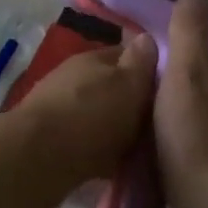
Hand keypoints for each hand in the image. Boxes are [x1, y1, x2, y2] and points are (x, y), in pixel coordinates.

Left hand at [0, 35, 157, 195]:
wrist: (36, 160)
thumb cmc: (91, 117)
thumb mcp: (128, 84)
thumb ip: (140, 63)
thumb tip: (146, 38)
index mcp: (93, 58)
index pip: (128, 55)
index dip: (150, 70)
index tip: (172, 90)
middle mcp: (74, 78)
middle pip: (112, 87)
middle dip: (132, 104)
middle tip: (159, 127)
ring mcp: (58, 109)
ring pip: (97, 116)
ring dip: (114, 131)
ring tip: (139, 152)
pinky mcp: (48, 141)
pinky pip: (84, 143)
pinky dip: (98, 153)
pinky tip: (113, 169)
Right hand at [154, 0, 207, 207]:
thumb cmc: (197, 135)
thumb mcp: (188, 73)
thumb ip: (190, 34)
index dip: (204, 34)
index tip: (174, 25)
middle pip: (207, 78)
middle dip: (182, 69)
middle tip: (143, 59)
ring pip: (194, 110)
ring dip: (172, 102)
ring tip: (134, 92)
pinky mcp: (204, 170)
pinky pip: (182, 140)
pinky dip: (166, 133)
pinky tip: (140, 133)